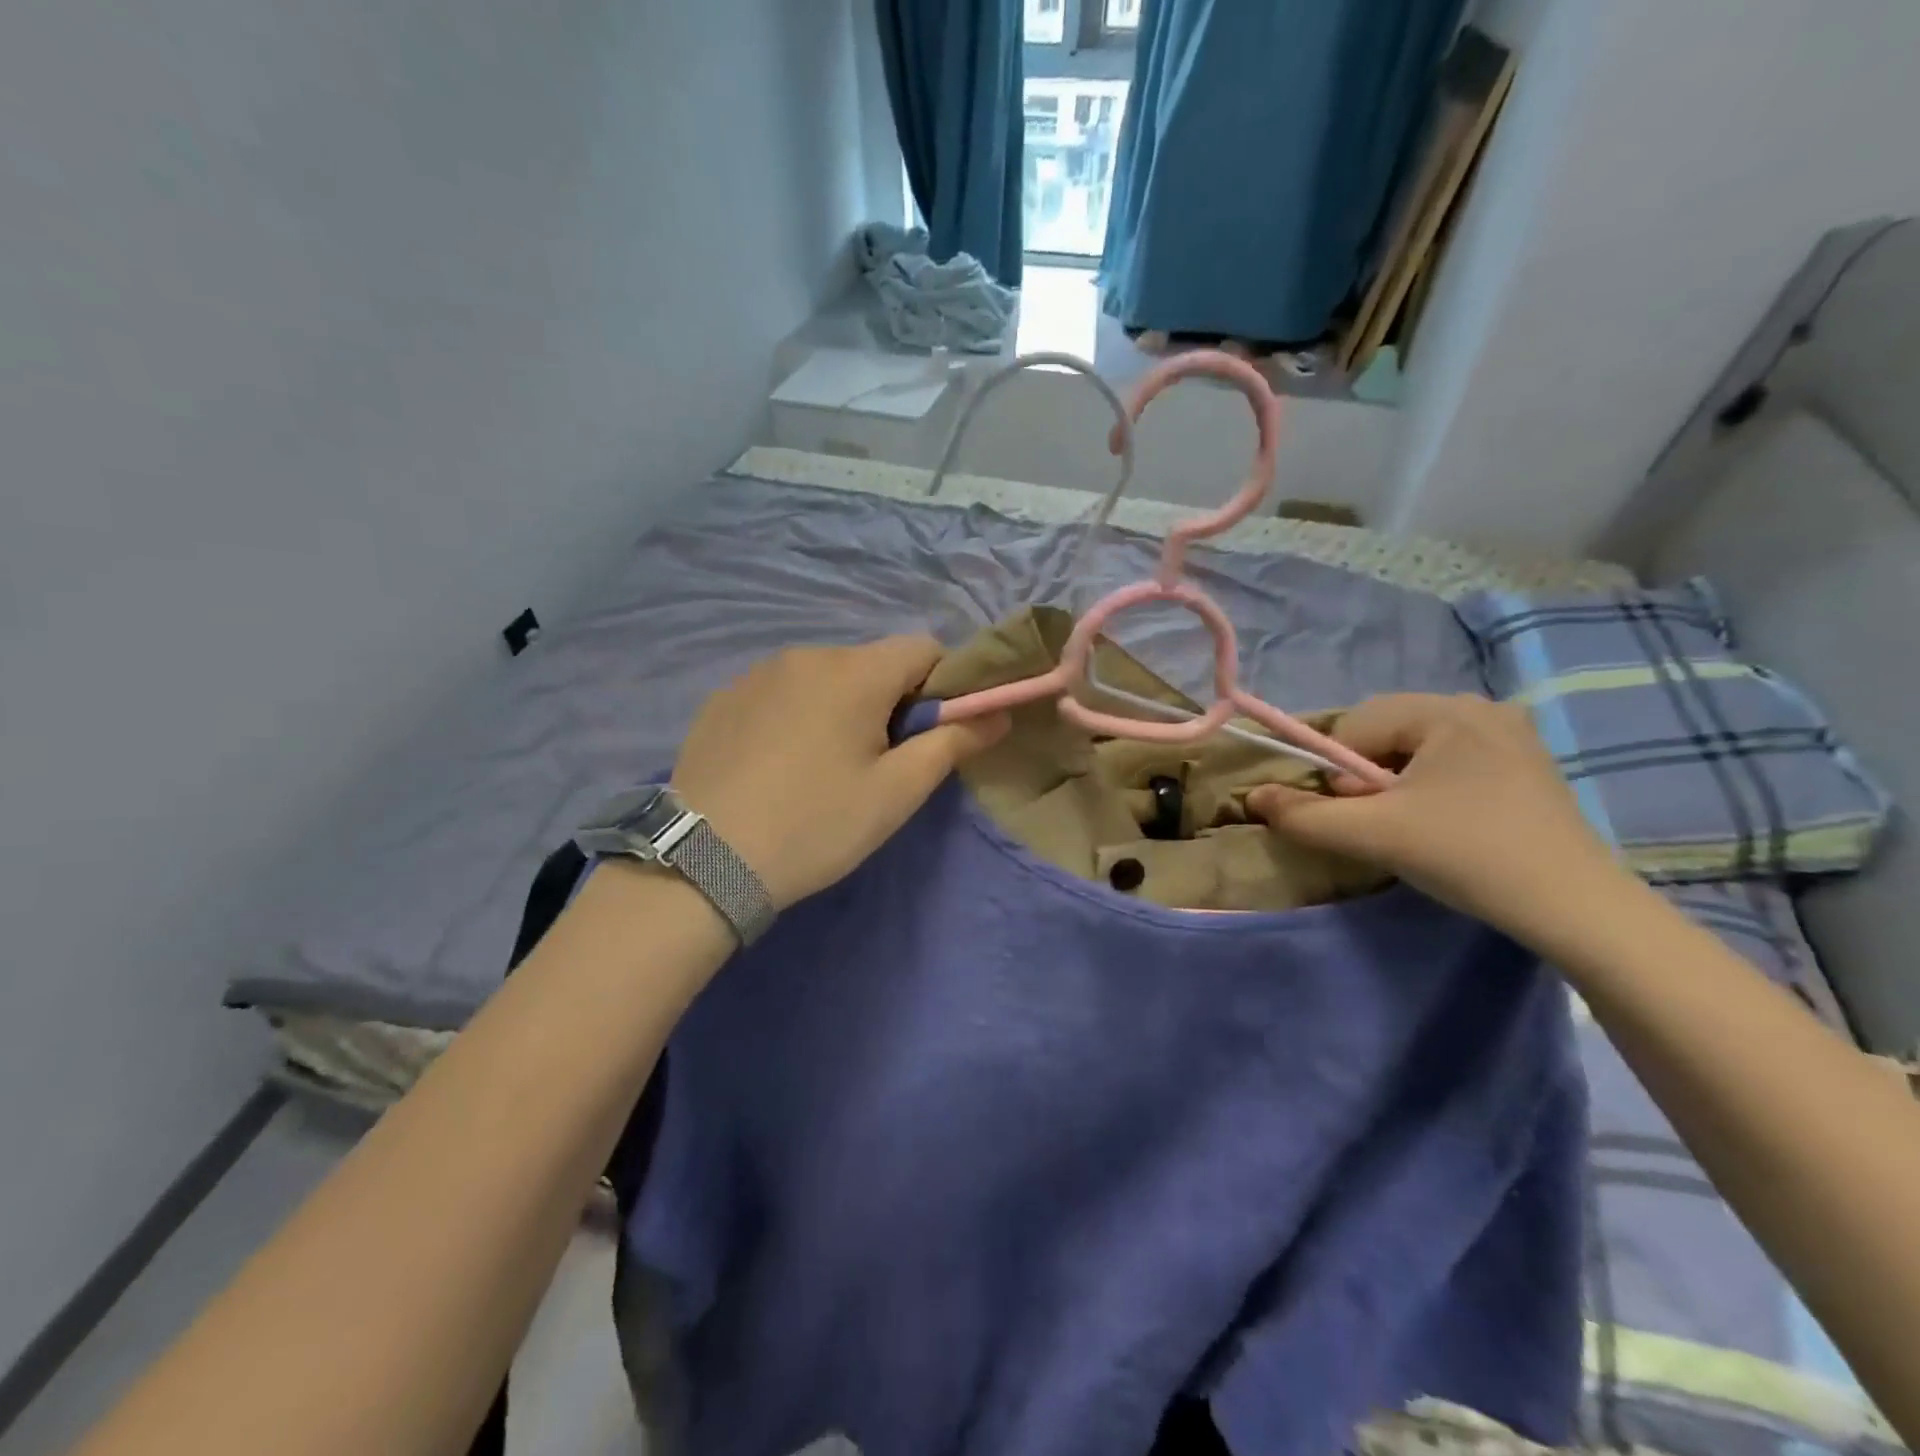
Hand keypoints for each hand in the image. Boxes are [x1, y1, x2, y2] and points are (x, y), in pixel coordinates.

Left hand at [671, 637, 1006, 909]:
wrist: (702, 860)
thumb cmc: (816, 824)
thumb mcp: (897, 792)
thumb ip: (953, 742)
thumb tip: (999, 713)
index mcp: (855, 671)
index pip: (923, 648)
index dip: (943, 685)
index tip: (931, 734)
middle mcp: (805, 655)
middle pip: (872, 663)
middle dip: (890, 701)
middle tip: (877, 763)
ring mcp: (756, 674)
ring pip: (824, 677)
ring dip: (840, 707)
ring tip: (821, 769)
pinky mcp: (721, 699)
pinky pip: (780, 693)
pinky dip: (795, 715)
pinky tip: (777, 767)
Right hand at [1247, 694, 1630, 941]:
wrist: (1577, 909)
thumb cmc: (1468, 856)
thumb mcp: (1373, 834)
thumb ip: (1304, 815)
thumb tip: (1253, 797)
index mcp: (1447, 710)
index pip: (1356, 725)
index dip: (1338, 771)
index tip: (1356, 813)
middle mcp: (1481, 707)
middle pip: (1386, 731)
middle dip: (1365, 775)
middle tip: (1381, 821)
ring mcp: (1511, 734)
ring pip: (1416, 747)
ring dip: (1394, 782)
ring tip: (1412, 825)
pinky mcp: (1527, 763)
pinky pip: (1451, 759)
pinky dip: (1430, 786)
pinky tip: (1445, 823)